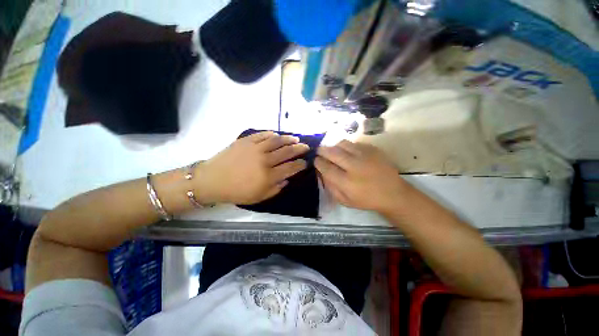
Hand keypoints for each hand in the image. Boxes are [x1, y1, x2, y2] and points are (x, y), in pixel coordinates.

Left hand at [197, 131, 308, 203]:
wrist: (212, 180)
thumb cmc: (236, 192)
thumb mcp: (259, 197)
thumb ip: (276, 189)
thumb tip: (287, 179)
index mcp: (268, 176)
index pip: (291, 168)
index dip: (301, 164)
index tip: (306, 162)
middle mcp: (265, 160)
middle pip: (287, 152)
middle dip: (300, 149)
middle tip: (306, 147)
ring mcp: (255, 148)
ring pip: (277, 141)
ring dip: (289, 139)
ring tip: (296, 138)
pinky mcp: (246, 141)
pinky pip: (262, 135)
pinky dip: (271, 134)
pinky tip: (277, 135)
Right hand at [315, 140, 408, 212]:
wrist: (393, 193)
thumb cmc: (366, 200)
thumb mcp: (344, 200)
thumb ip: (330, 187)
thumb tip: (321, 172)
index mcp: (346, 182)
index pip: (326, 167)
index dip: (318, 162)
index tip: (315, 160)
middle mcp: (354, 166)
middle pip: (332, 152)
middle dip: (322, 150)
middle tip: (319, 151)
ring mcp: (365, 156)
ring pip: (343, 144)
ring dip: (334, 146)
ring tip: (333, 151)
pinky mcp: (373, 150)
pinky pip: (354, 143)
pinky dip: (347, 146)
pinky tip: (348, 152)